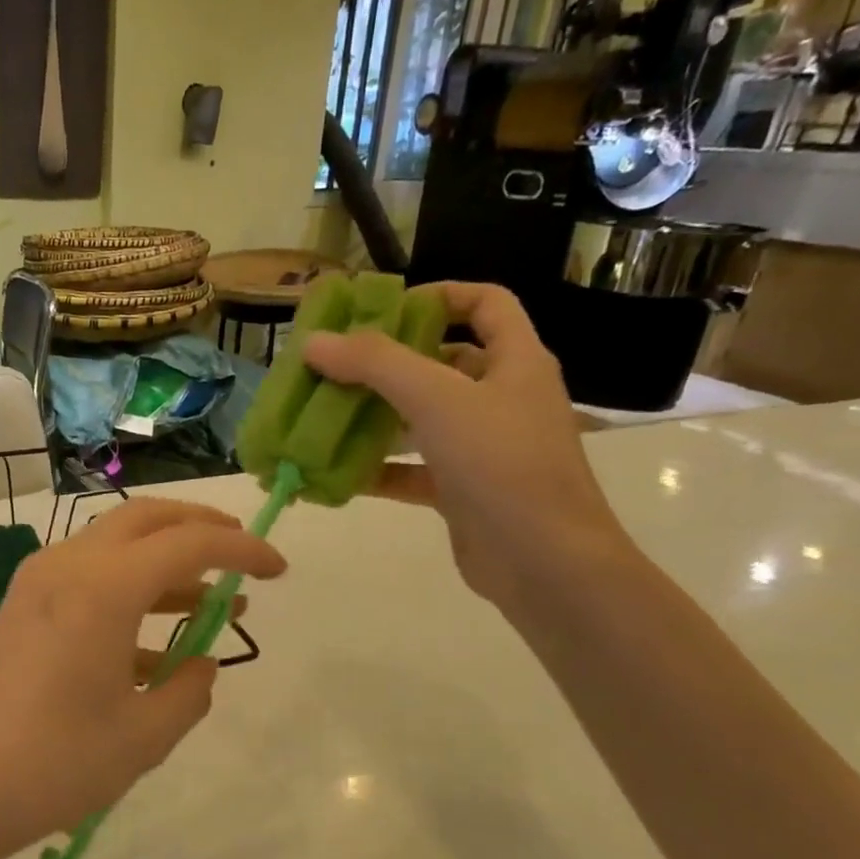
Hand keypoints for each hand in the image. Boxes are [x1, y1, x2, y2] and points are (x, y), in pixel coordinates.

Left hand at [0, 498, 284, 858]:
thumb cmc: (52, 765)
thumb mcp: (142, 738)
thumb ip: (188, 692)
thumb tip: (202, 664)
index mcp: (103, 588)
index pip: (189, 543)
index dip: (242, 548)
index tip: (279, 569)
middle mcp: (69, 566)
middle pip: (146, 518)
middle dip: (201, 526)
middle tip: (241, 553)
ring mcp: (38, 582)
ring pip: (115, 545)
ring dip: (166, 563)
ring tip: (211, 605)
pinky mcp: (22, 606)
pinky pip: (88, 578)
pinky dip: (129, 593)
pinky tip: (154, 650)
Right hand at [302, 281, 632, 610]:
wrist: (544, 563)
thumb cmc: (502, 464)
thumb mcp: (438, 399)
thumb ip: (376, 364)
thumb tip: (315, 342)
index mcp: (515, 362)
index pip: (486, 304)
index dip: (440, 295)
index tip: (383, 309)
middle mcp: (502, 399)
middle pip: (443, 361)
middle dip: (389, 361)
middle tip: (334, 364)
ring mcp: (482, 448)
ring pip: (422, 419)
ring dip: (376, 415)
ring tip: (323, 413)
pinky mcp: (462, 492)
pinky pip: (412, 470)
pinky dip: (377, 469)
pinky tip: (335, 472)